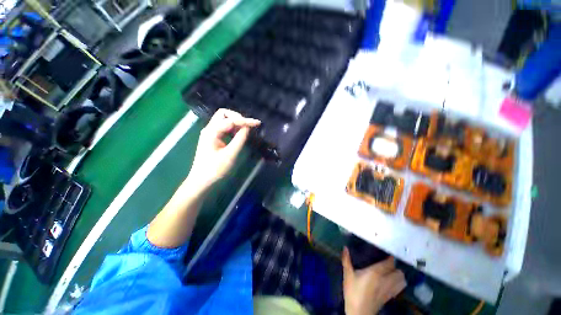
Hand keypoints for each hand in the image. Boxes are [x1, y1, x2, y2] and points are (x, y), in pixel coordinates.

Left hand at [189, 109, 259, 187]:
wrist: (201, 181)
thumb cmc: (215, 169)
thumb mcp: (230, 154)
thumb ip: (240, 139)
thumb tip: (247, 127)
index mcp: (212, 132)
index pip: (230, 120)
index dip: (245, 121)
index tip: (257, 123)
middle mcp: (209, 129)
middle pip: (224, 114)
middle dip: (238, 117)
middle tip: (248, 126)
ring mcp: (210, 133)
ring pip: (224, 120)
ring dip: (236, 123)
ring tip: (246, 130)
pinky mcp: (213, 138)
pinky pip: (224, 128)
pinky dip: (233, 129)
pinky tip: (238, 135)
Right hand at [342, 247, 405, 314]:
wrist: (359, 312)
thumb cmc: (353, 292)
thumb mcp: (348, 274)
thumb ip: (346, 260)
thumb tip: (345, 247)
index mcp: (376, 273)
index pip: (389, 263)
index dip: (390, 257)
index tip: (386, 252)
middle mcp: (386, 280)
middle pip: (399, 272)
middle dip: (395, 266)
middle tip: (387, 262)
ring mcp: (390, 290)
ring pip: (402, 281)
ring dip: (399, 276)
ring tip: (391, 272)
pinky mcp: (390, 297)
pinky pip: (399, 288)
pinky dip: (398, 283)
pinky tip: (390, 282)